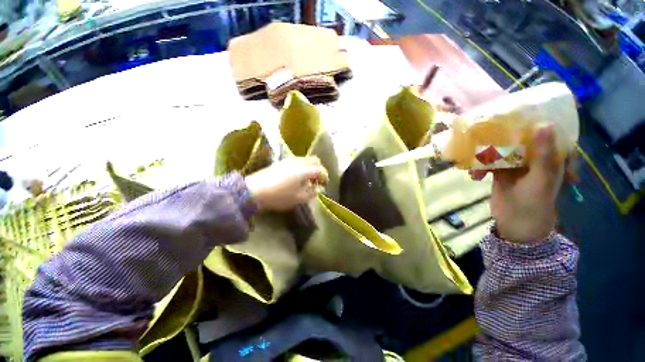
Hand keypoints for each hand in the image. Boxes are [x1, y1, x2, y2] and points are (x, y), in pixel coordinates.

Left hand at [245, 157, 327, 210]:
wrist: (254, 190)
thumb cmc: (279, 196)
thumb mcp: (298, 198)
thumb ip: (311, 193)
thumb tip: (319, 189)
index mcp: (305, 171)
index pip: (321, 170)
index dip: (325, 177)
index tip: (324, 185)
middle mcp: (299, 162)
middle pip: (315, 160)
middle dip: (319, 169)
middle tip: (316, 180)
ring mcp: (289, 160)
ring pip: (305, 159)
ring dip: (310, 167)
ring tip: (306, 179)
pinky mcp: (281, 162)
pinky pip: (297, 160)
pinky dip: (301, 166)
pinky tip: (296, 176)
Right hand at [470, 125, 563, 242]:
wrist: (517, 224)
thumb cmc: (534, 203)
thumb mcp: (541, 179)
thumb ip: (544, 155)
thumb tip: (545, 125)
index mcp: (548, 157)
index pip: (545, 132)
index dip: (533, 121)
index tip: (518, 113)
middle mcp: (532, 158)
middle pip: (519, 139)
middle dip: (502, 137)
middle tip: (487, 132)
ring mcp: (515, 165)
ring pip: (500, 151)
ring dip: (486, 155)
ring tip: (476, 162)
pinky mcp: (499, 172)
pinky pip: (488, 164)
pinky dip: (479, 168)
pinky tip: (475, 176)